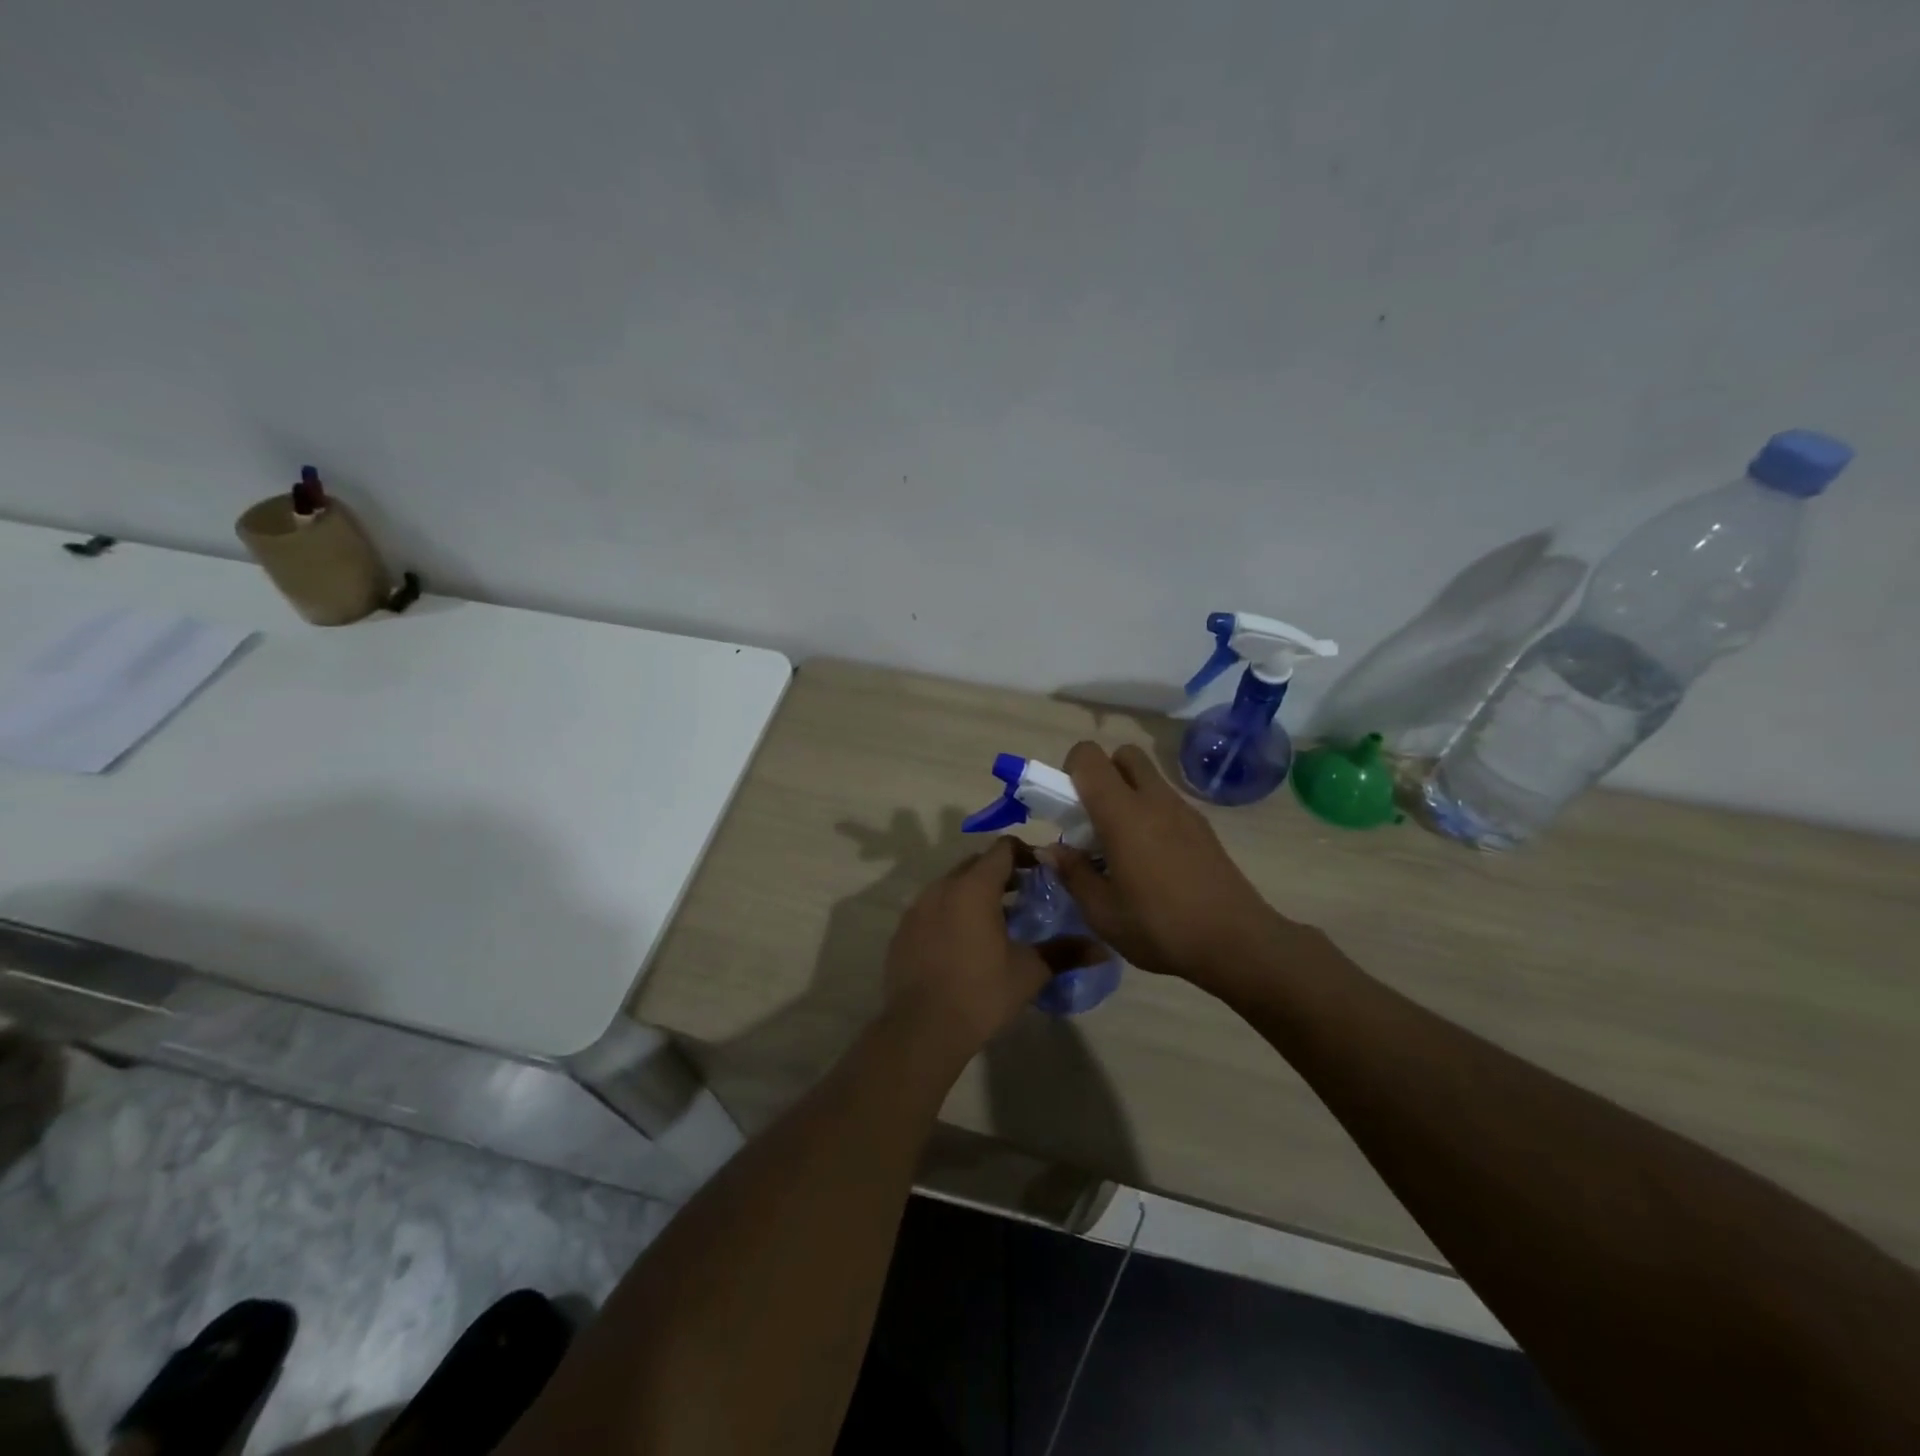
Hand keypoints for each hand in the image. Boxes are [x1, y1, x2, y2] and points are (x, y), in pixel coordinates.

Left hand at [884, 837, 1102, 1055]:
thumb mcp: (1029, 972)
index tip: (1042, 874)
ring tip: (996, 922)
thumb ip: (1065, 953)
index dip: (1026, 854)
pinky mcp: (903, 930)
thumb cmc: (981, 993)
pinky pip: (932, 908)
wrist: (921, 1029)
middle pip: (976, 864)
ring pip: (951, 885)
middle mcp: (942, 887)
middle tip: (1024, 896)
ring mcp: (917, 908)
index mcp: (974, 887)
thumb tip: (1103, 950)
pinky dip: (951, 913)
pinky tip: (963, 944)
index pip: (1002, 849)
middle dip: (1001, 873)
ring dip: (975, 893)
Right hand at [1049, 742, 1285, 988]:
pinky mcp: (1203, 828)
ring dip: (1127, 795)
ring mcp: (1183, 811)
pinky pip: (1167, 802)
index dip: (1070, 770)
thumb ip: (1072, 873)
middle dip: (1103, 774)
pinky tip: (1151, 862)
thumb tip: (1051, 849)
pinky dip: (1150, 814)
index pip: (1088, 756)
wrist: (1237, 942)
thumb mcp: (1102, 912)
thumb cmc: (1160, 927)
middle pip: (1123, 754)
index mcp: (1122, 813)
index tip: (1067, 808)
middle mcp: (1154, 799)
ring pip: (1148, 778)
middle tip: (1094, 819)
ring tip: (1121, 846)